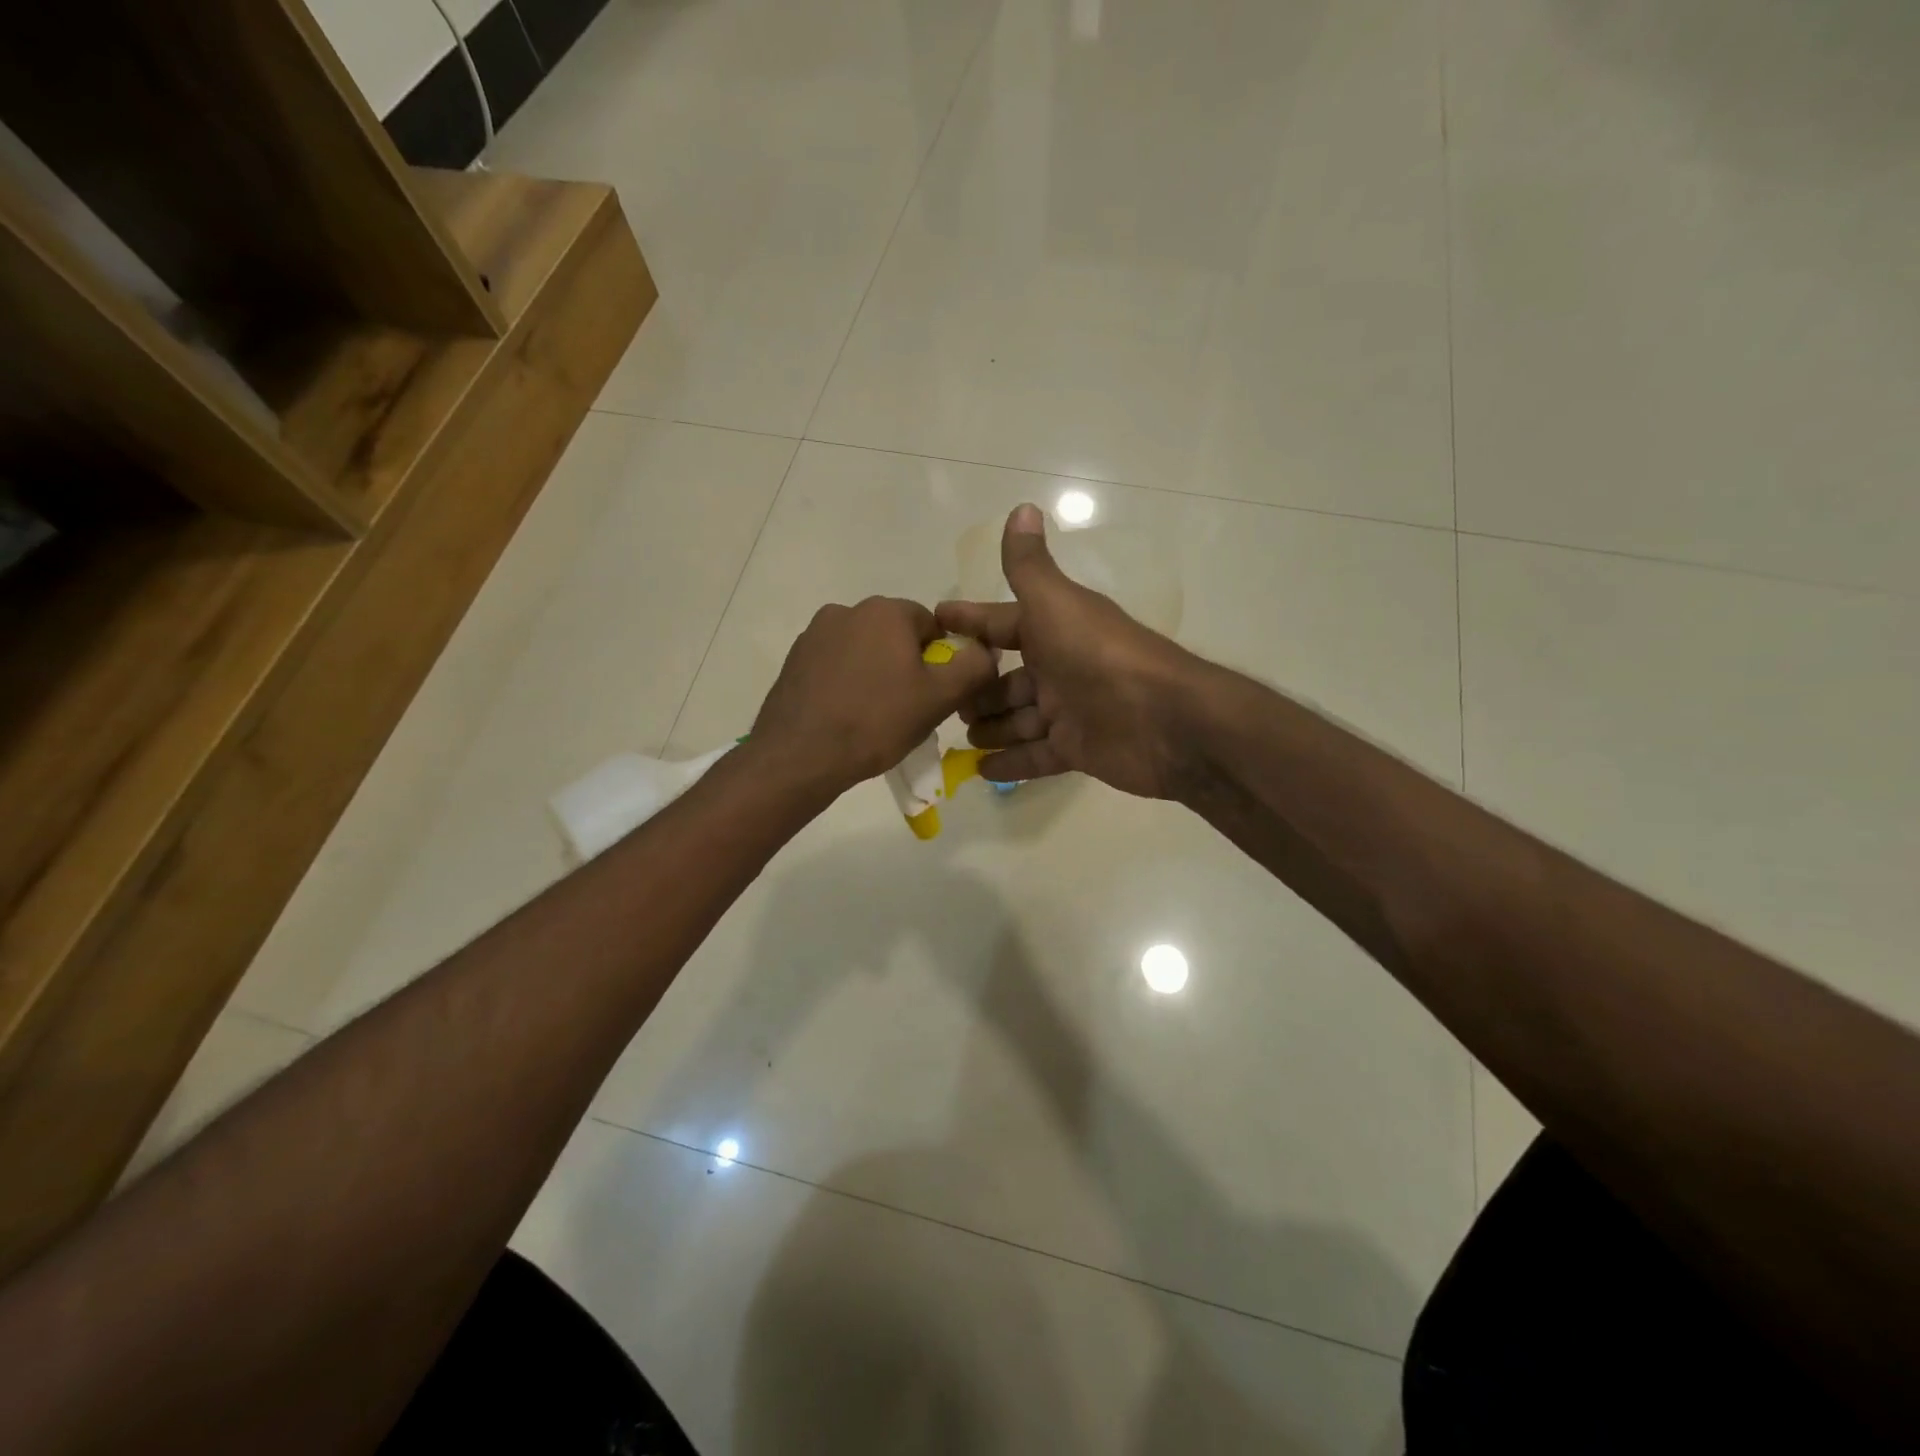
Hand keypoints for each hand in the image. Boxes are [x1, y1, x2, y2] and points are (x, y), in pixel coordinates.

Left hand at [751, 596, 997, 797]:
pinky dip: (846, 684)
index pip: (932, 625)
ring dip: (875, 674)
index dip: (940, 661)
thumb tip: (986, 650)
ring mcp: (815, 634)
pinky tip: (845, 716)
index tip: (934, 695)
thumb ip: (973, 667)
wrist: (799, 755)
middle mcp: (847, 610)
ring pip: (864, 651)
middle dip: (907, 666)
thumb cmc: (876, 722)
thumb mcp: (939, 698)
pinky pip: (835, 666)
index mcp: (886, 611)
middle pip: (895, 636)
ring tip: (873, 717)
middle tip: (908, 709)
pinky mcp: (794, 660)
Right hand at [936, 505, 1206, 799]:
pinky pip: (1035, 756)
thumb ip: (1029, 566)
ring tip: (961, 737)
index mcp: (1053, 629)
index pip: (1002, 624)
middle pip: (1008, 680)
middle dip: (977, 689)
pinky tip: (979, 770)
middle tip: (945, 702)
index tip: (934, 624)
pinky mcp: (1077, 750)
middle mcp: (1060, 668)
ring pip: (1019, 720)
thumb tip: (1022, 506)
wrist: (1161, 719)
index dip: (970, 622)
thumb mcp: (1055, 603)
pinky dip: (1010, 763)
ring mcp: (1069, 711)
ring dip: (991, 727)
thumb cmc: (1099, 655)